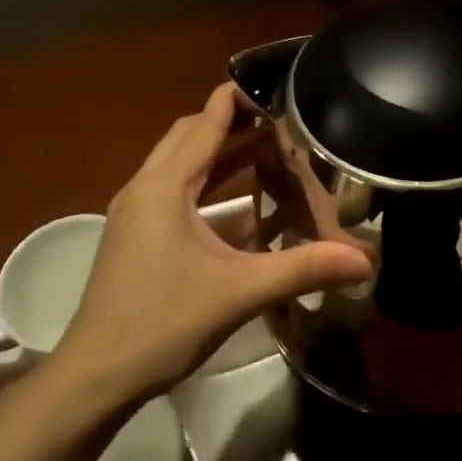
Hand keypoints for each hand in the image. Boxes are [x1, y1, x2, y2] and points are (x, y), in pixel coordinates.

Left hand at [54, 82, 373, 405]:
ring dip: (221, 159)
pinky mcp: (137, 239)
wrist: (96, 375)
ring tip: (268, 153)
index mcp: (164, 187)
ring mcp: (136, 215)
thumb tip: (364, 259)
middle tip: (280, 123)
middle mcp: (145, 190)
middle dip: (232, 126)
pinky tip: (245, 212)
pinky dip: (209, 192)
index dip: (235, 100)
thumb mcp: (239, 291)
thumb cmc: (163, 322)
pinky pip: (176, 197)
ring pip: (181, 169)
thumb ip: (303, 268)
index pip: (204, 124)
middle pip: (190, 139)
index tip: (272, 85)